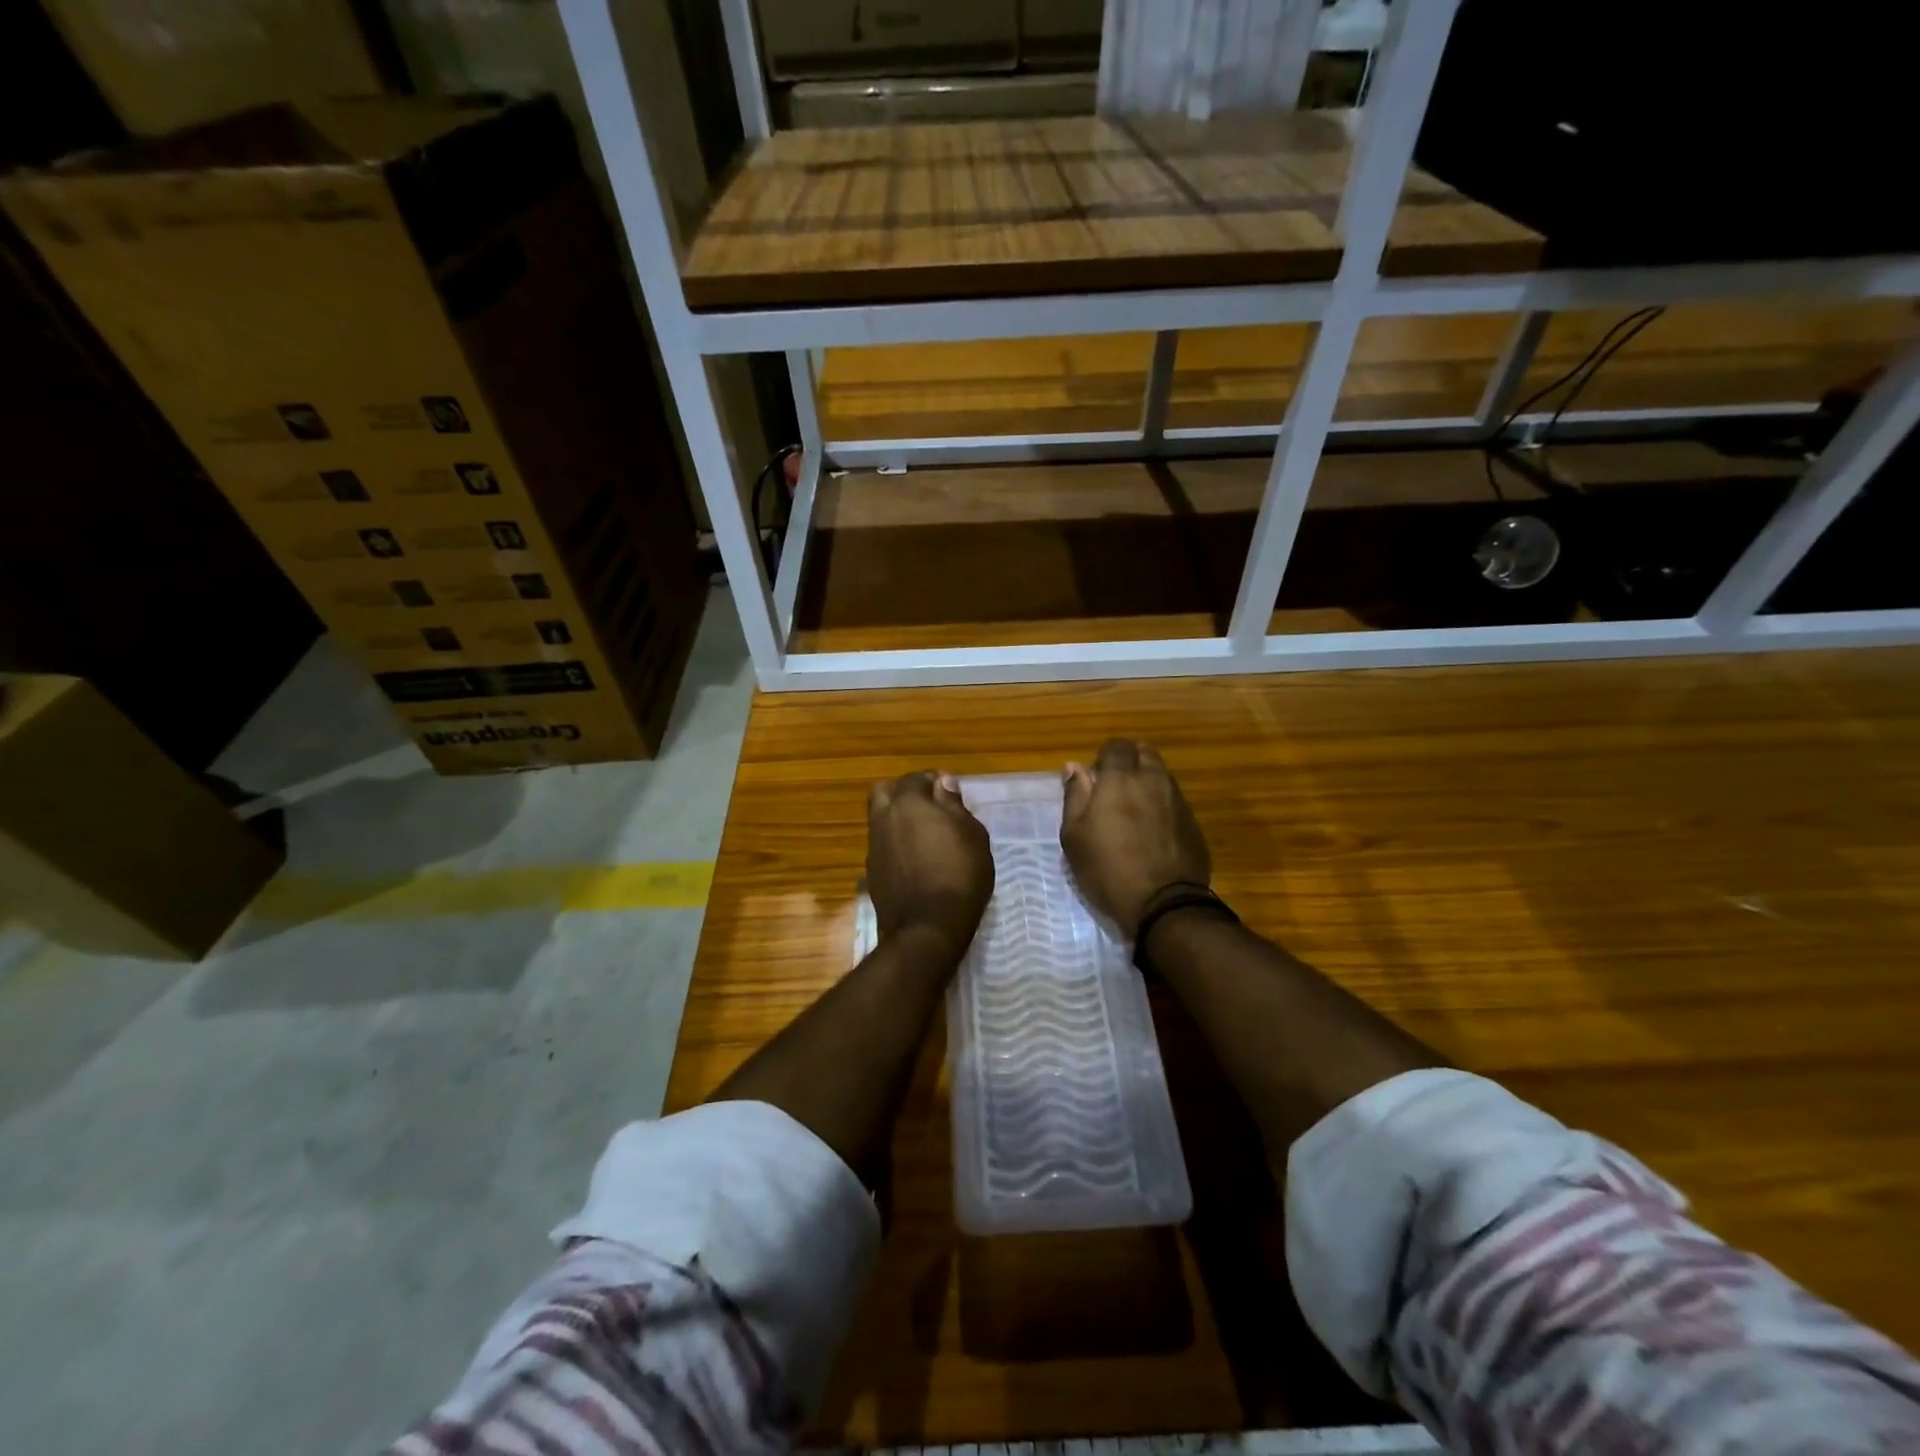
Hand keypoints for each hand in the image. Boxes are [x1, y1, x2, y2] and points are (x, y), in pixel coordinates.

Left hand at [866, 772, 993, 960]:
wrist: (927, 928)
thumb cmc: (959, 875)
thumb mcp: (972, 835)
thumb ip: (954, 805)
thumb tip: (943, 782)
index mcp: (908, 803)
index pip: (916, 778)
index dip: (934, 782)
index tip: (950, 794)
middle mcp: (883, 818)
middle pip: (885, 791)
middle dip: (904, 793)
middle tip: (929, 807)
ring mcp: (874, 846)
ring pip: (880, 819)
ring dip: (897, 819)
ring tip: (923, 835)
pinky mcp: (871, 871)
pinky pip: (882, 845)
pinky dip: (895, 844)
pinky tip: (914, 859)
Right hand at [1061, 740, 1210, 938]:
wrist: (1163, 904)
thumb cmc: (1107, 868)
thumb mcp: (1074, 836)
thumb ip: (1075, 795)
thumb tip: (1074, 767)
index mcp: (1121, 778)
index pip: (1116, 745)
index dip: (1104, 757)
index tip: (1094, 779)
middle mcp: (1153, 780)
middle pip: (1144, 753)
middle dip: (1129, 762)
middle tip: (1114, 789)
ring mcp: (1178, 801)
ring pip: (1162, 776)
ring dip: (1147, 783)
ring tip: (1133, 812)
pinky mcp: (1193, 823)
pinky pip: (1174, 801)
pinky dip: (1162, 806)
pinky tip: (1152, 833)